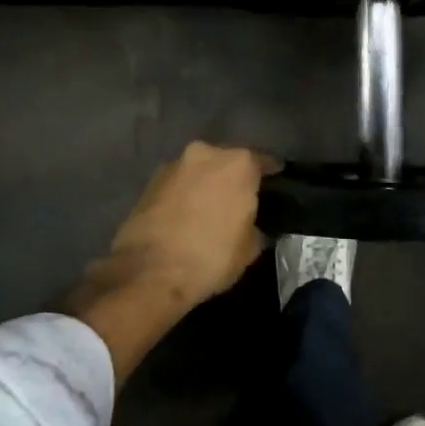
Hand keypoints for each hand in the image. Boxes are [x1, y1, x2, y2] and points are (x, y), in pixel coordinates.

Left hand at [104, 141, 278, 308]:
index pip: (264, 162)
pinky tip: (187, 216)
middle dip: (234, 178)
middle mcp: (206, 153)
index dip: (272, 176)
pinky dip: (184, 195)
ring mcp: (173, 165)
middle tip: (240, 200)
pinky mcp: (148, 182)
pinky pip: (178, 184)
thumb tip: (250, 224)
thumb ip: (255, 225)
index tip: (276, 186)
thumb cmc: (212, 257)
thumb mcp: (251, 247)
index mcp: (238, 164)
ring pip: (199, 171)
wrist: (150, 272)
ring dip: (206, 184)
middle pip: (227, 161)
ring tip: (210, 209)